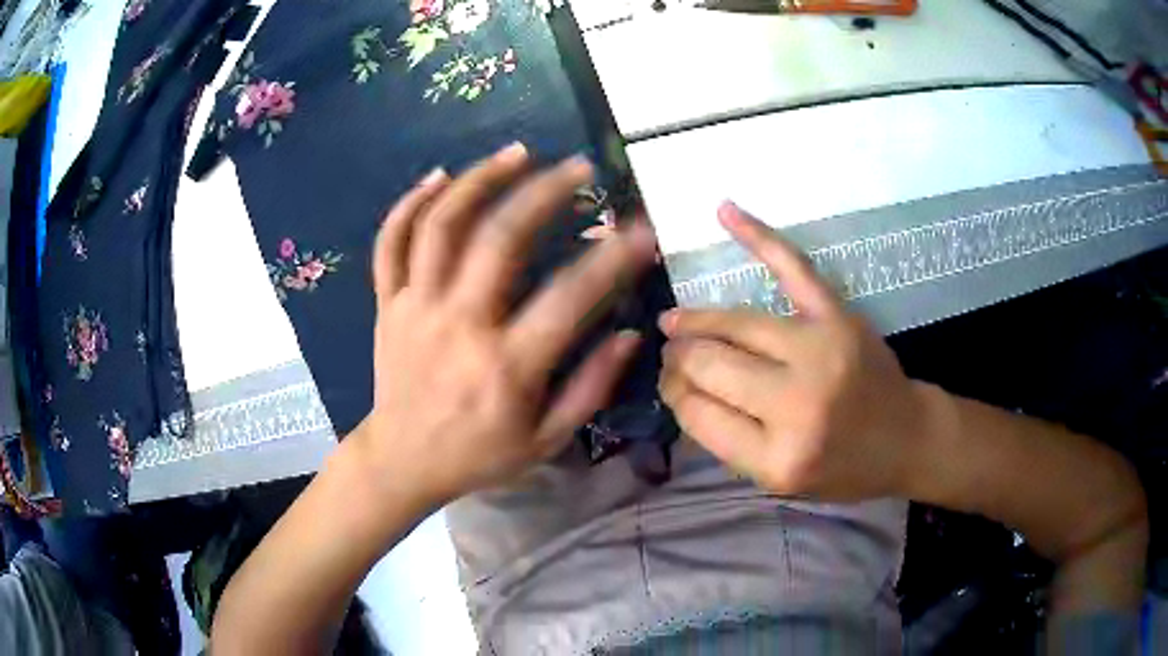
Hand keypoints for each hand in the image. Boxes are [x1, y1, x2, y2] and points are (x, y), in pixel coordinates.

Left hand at [352, 143, 656, 507]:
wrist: (402, 460)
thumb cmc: (479, 454)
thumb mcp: (546, 440)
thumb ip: (591, 388)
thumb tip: (630, 335)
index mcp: (506, 366)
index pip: (569, 297)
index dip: (613, 258)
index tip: (641, 228)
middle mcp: (459, 325)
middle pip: (499, 239)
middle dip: (545, 192)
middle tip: (578, 167)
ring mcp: (417, 308)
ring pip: (441, 226)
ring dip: (480, 179)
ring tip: (517, 152)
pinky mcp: (389, 304)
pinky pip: (391, 243)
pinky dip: (410, 204)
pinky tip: (439, 176)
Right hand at [658, 202, 925, 500]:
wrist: (905, 437)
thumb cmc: (843, 468)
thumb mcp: (780, 481)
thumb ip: (729, 442)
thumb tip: (682, 389)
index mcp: (779, 459)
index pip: (699, 414)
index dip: (675, 394)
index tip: (670, 384)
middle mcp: (797, 405)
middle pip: (711, 365)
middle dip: (679, 358)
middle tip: (672, 354)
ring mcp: (821, 351)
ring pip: (736, 323)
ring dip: (696, 320)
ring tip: (676, 322)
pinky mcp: (839, 316)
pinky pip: (792, 268)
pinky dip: (759, 237)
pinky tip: (726, 212)